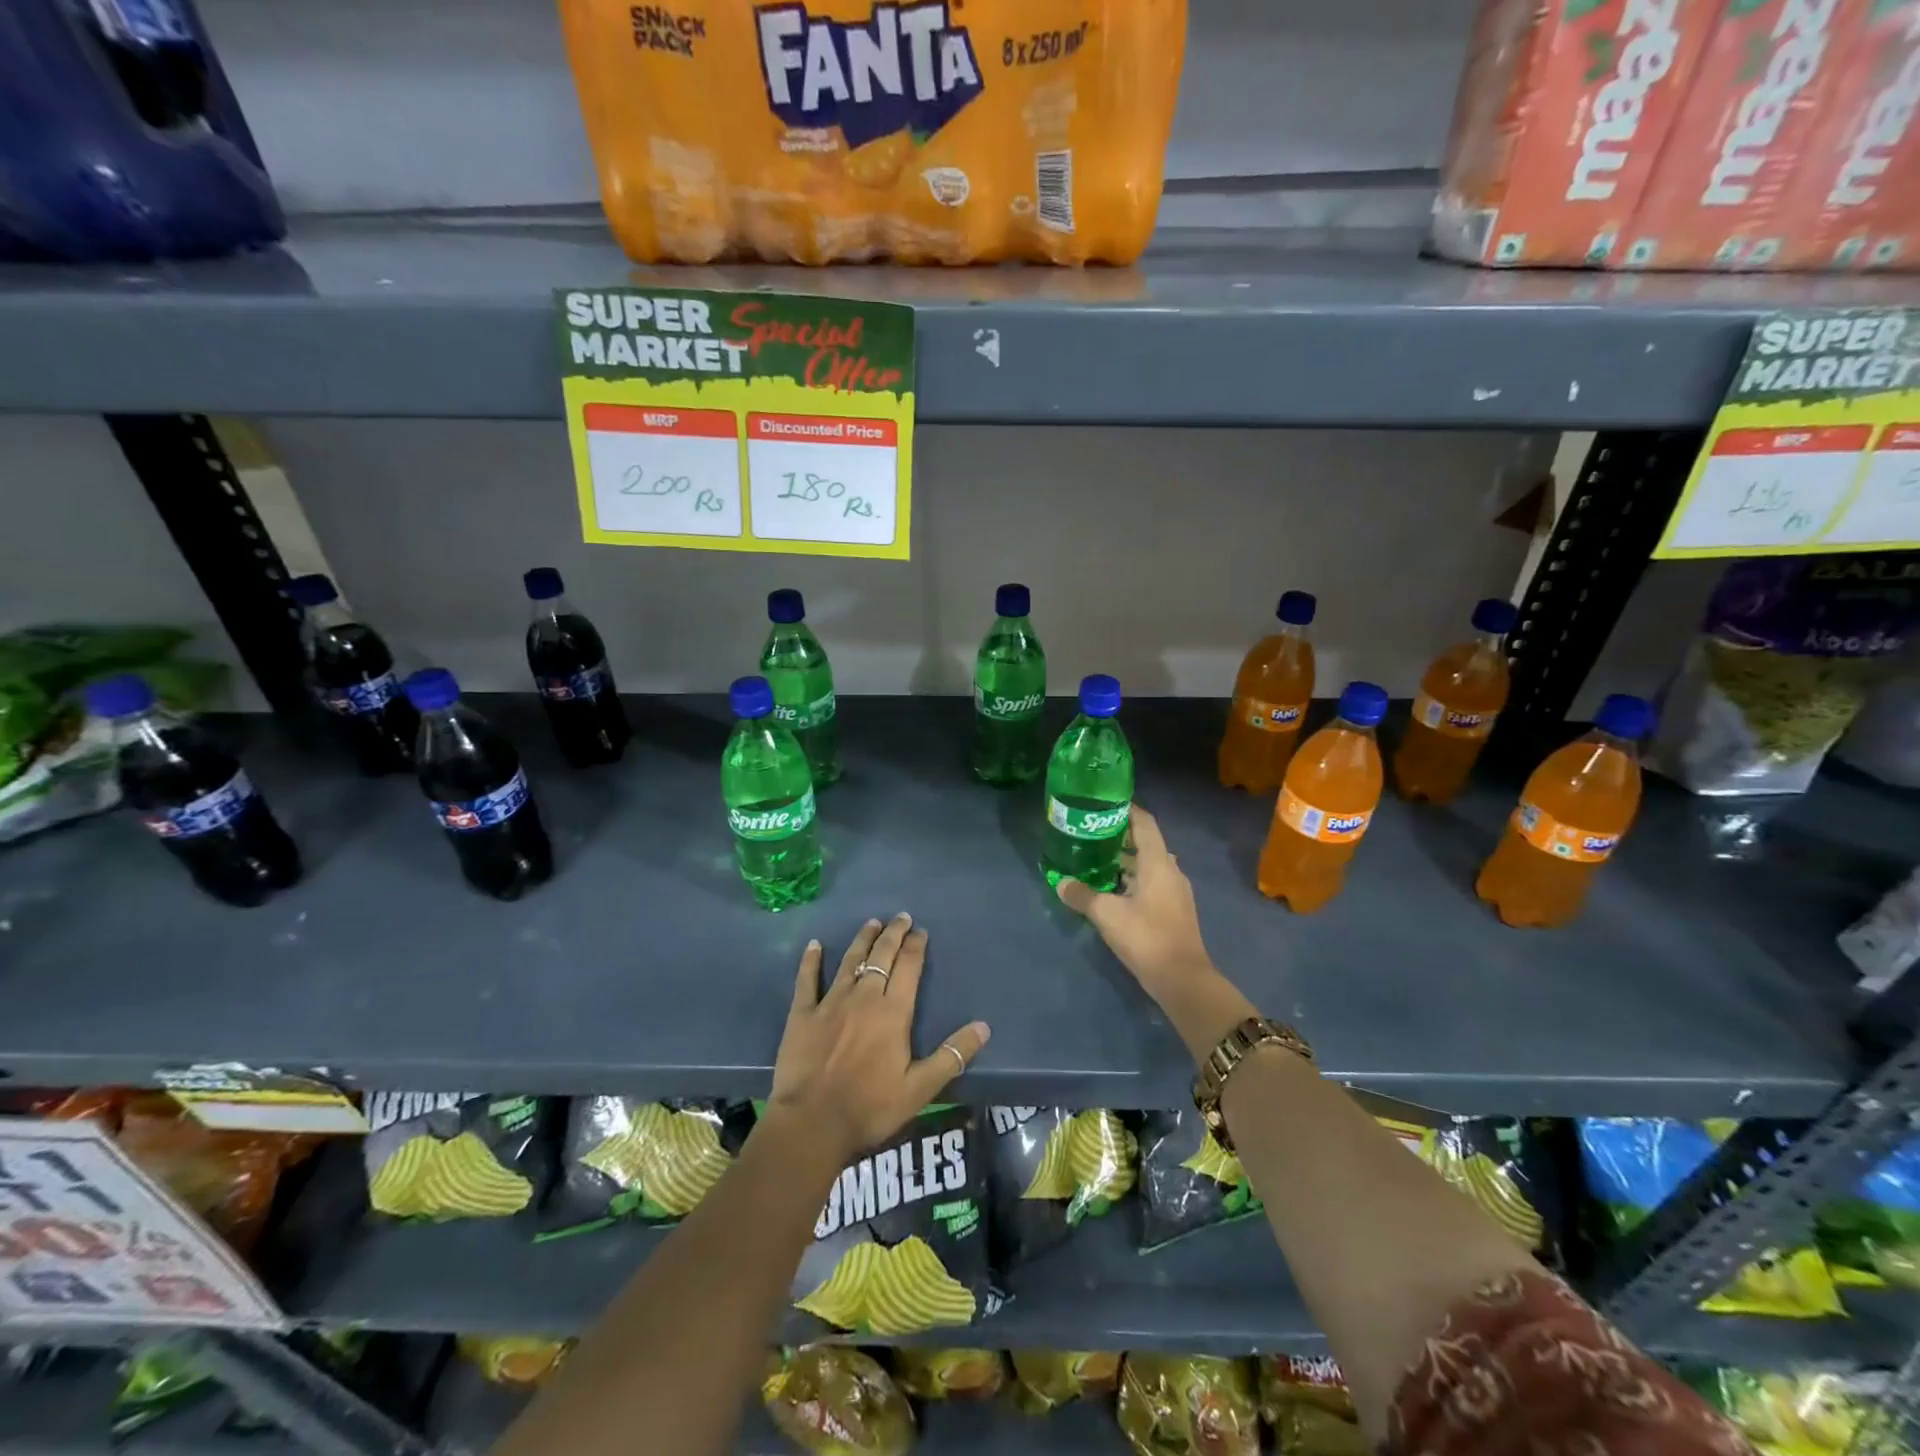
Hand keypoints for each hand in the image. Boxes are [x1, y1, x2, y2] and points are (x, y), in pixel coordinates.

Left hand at [769, 913, 989, 1165]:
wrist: (812, 1123)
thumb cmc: (870, 1107)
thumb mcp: (920, 1088)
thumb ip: (952, 1056)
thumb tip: (984, 1027)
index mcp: (893, 1012)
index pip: (909, 967)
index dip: (915, 946)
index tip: (920, 931)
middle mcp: (863, 997)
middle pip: (881, 956)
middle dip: (892, 934)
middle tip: (900, 917)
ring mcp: (830, 1002)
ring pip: (849, 961)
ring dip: (862, 940)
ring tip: (871, 923)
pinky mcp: (803, 1014)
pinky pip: (807, 980)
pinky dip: (810, 961)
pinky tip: (814, 945)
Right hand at [1056, 805, 1213, 991]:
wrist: (1182, 979)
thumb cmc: (1146, 936)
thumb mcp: (1107, 914)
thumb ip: (1082, 895)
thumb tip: (1061, 883)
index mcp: (1158, 862)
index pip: (1144, 822)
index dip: (1127, 810)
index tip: (1103, 805)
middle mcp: (1170, 870)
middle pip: (1146, 843)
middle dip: (1120, 837)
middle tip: (1091, 835)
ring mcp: (1175, 891)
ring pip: (1149, 865)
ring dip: (1126, 861)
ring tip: (1096, 861)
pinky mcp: (1174, 910)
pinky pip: (1152, 883)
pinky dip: (1133, 880)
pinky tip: (1113, 891)